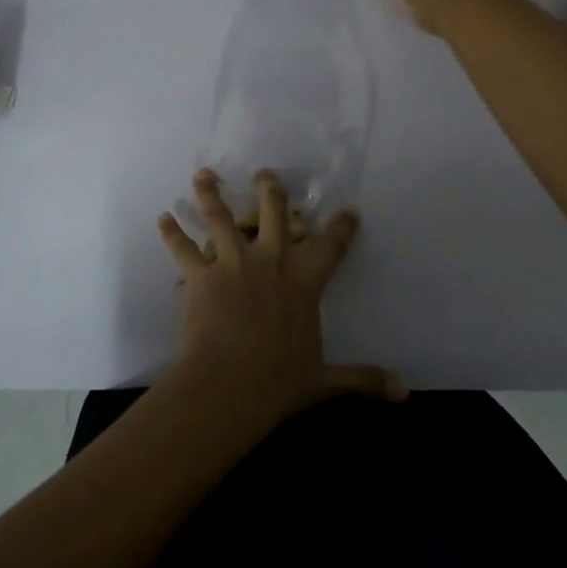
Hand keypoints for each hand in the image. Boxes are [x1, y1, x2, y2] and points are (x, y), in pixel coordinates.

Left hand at [157, 169, 405, 429]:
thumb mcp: (325, 380)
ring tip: (203, 175)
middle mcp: (271, 259)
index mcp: (305, 278)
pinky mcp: (201, 274)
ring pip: (220, 216)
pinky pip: (182, 247)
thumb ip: (363, 380)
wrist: (228, 385)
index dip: (342, 225)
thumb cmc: (279, 381)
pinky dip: (172, 232)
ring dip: (211, 193)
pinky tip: (163, 218)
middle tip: (264, 174)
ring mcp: (233, 262)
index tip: (349, 209)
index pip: (331, 244)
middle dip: (270, 189)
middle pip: (273, 211)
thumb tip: (404, 393)